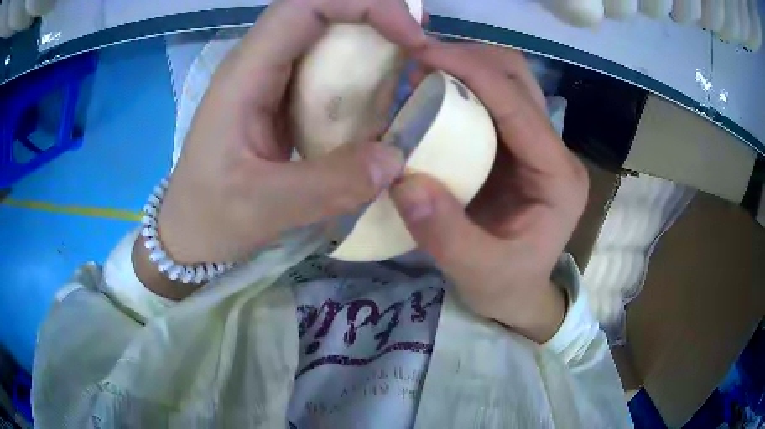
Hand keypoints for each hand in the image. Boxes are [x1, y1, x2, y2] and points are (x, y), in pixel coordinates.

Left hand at [135, 0, 426, 298]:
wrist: (189, 234)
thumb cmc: (210, 217)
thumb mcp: (262, 207)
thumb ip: (328, 185)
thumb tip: (395, 158)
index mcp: (246, 75)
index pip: (305, 7)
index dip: (362, 5)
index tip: (410, 36)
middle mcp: (259, 66)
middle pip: (320, 13)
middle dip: (375, 17)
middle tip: (420, 47)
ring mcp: (271, 84)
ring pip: (327, 39)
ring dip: (372, 44)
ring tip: (413, 68)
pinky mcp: (283, 104)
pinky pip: (328, 73)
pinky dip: (363, 76)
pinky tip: (384, 101)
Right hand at [391, 43, 588, 342]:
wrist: (518, 293)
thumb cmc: (506, 286)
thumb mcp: (478, 273)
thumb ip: (447, 235)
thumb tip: (405, 182)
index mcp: (559, 178)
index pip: (520, 108)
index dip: (474, 73)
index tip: (423, 55)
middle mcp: (554, 151)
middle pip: (519, 79)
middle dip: (470, 59)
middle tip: (417, 61)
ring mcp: (536, 144)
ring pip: (506, 80)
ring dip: (464, 67)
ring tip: (420, 72)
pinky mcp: (515, 145)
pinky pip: (489, 99)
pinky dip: (459, 85)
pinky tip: (430, 93)